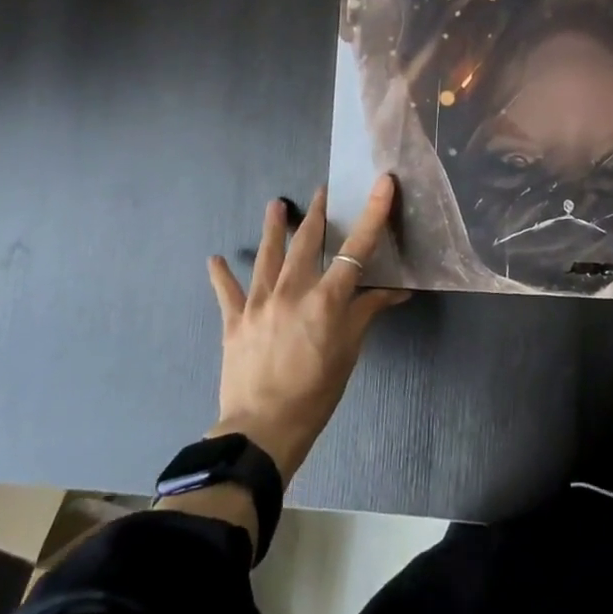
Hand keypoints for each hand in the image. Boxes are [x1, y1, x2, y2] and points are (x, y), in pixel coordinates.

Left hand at [205, 175, 408, 481]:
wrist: (262, 430)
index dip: (373, 213)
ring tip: (275, 205)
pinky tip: (215, 259)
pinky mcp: (235, 321)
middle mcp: (292, 291)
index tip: (383, 183)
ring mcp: (259, 304)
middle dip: (317, 214)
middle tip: (321, 190)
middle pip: (307, 243)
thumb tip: (398, 291)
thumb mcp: (349, 351)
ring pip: (267, 256)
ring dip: (273, 228)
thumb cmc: (316, 392)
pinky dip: (221, 275)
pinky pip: (227, 293)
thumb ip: (368, 312)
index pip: (356, 249)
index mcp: (326, 299)